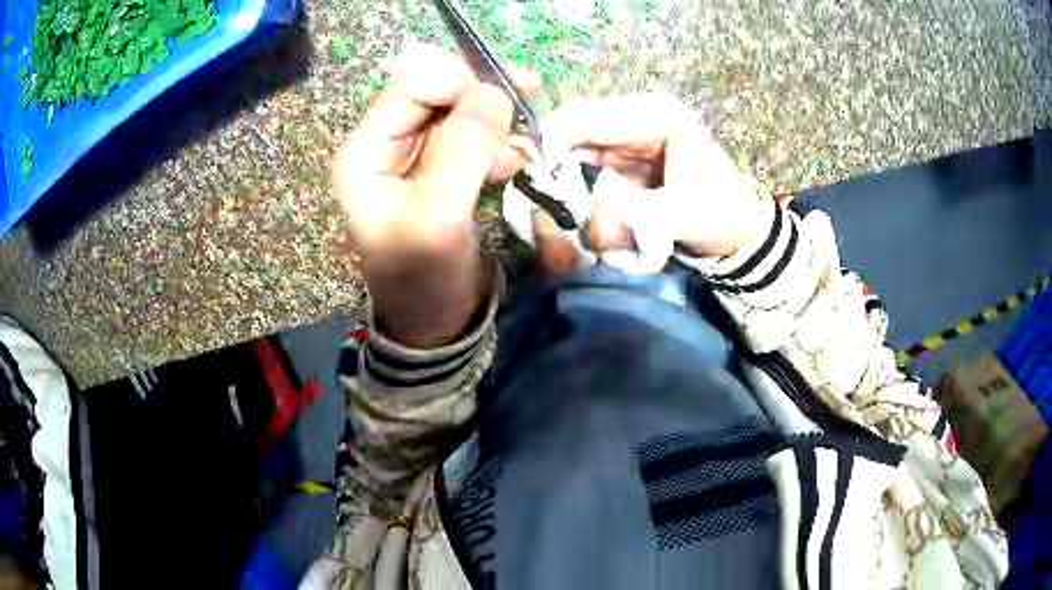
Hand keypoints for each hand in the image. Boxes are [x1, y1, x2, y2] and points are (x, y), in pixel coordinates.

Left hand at [333, 44, 538, 347]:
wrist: (431, 322)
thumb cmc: (424, 280)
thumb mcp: (438, 219)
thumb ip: (462, 151)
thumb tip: (494, 93)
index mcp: (364, 151)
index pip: (412, 83)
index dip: (460, 83)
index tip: (505, 107)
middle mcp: (381, 143)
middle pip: (434, 89)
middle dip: (481, 96)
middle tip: (525, 112)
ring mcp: (409, 154)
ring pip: (456, 108)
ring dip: (493, 120)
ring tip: (521, 149)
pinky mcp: (436, 167)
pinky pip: (469, 134)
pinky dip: (495, 140)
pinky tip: (511, 164)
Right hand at [533, 93, 765, 266]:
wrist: (742, 236)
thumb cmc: (722, 216)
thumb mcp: (680, 214)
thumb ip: (629, 215)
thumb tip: (582, 220)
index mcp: (653, 115)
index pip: (583, 118)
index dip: (549, 146)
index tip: (531, 187)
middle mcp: (632, 123)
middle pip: (572, 144)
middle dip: (563, 187)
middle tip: (561, 226)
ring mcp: (625, 147)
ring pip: (575, 169)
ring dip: (575, 205)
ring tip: (593, 238)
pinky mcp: (622, 171)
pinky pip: (588, 186)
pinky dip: (586, 212)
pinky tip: (599, 236)